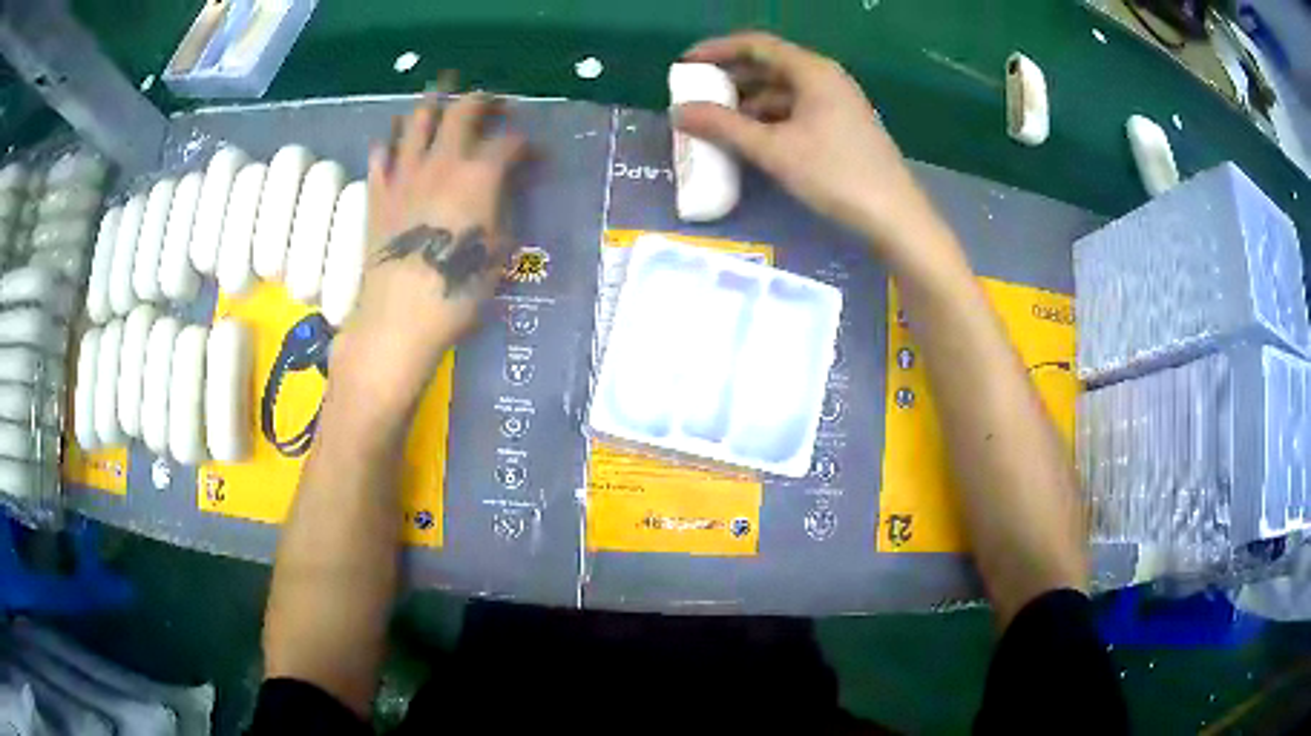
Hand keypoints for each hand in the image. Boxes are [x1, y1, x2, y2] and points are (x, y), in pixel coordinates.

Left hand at [341, 86, 526, 395]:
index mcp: (478, 175)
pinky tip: (394, 145)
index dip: (527, 145)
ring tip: (440, 104)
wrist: (397, 318)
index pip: (508, 142)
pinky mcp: (377, 195)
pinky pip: (380, 156)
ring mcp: (404, 175)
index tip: (536, 157)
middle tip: (490, 103)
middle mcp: (441, 163)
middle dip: (480, 101)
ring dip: (431, 107)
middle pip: (461, 112)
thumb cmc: (456, 292)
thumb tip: (505, 189)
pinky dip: (389, 144)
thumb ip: (502, 211)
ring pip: (416, 123)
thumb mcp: (497, 253)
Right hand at [673, 32, 940, 254]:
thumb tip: (678, 112)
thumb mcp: (773, 149)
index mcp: (812, 71)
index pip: (756, 45)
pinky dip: (770, 119)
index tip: (686, 65)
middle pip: (769, 66)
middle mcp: (826, 79)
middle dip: (730, 79)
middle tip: (697, 95)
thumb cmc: (835, 174)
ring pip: (783, 91)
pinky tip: (752, 139)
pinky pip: (797, 111)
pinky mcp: (842, 127)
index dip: (717, 50)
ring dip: (749, 102)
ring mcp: (837, 103)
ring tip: (717, 122)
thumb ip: (723, 127)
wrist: (894, 217)